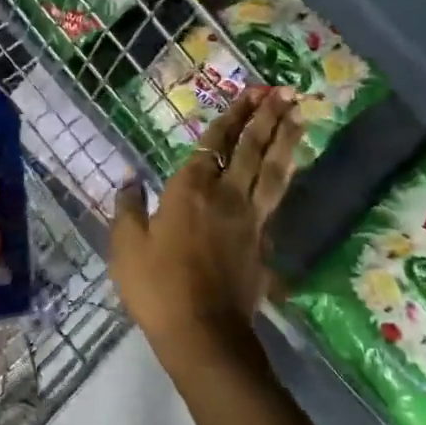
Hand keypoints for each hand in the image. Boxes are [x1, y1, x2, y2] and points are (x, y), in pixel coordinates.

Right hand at [109, 87, 303, 363]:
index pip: (215, 143)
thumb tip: (130, 179)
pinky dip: (284, 175)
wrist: (203, 334)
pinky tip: (288, 169)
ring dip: (285, 139)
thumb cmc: (157, 287)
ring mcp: (250, 219)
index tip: (250, 93)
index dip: (232, 116)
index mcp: (190, 190)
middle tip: (283, 90)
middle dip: (266, 117)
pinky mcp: (263, 242)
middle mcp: (226, 195)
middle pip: (251, 148)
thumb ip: (128, 208)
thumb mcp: (127, 247)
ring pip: (272, 170)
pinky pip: (276, 198)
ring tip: (298, 114)